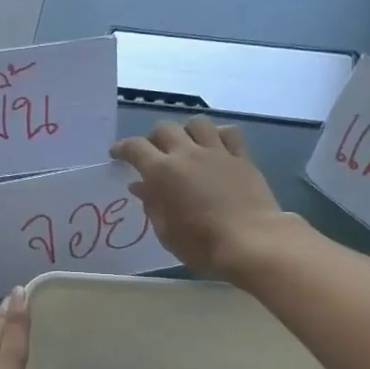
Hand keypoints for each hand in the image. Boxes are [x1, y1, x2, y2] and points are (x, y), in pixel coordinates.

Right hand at [111, 118, 289, 278]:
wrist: (252, 242)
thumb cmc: (202, 244)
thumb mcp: (167, 232)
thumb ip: (152, 205)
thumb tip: (140, 186)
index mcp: (163, 172)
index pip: (136, 148)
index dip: (123, 148)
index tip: (117, 154)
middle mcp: (187, 154)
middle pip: (165, 129)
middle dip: (154, 138)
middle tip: (153, 154)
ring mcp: (217, 152)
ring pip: (197, 123)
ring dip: (186, 131)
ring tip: (186, 145)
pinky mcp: (242, 157)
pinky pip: (229, 133)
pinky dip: (218, 135)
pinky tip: (216, 146)